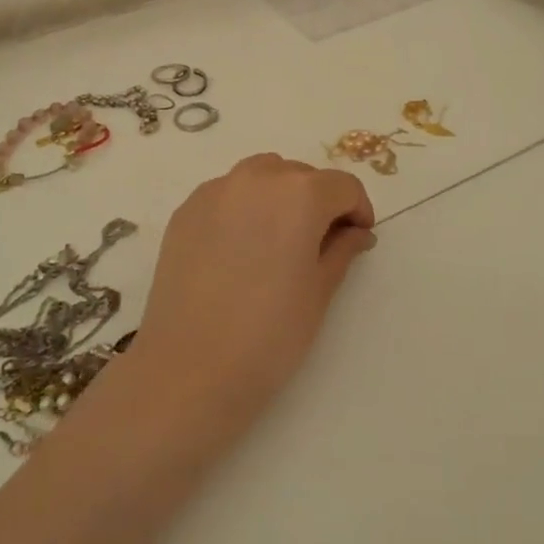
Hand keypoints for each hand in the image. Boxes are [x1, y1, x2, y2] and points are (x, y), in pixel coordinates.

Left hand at [131, 154, 375, 422]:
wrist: (189, 368)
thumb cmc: (269, 334)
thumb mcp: (319, 292)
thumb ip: (342, 250)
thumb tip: (356, 232)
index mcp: (299, 193)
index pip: (343, 185)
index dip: (357, 210)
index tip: (356, 239)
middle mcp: (257, 178)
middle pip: (300, 175)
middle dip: (318, 202)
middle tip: (319, 245)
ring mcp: (215, 191)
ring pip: (261, 176)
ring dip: (279, 196)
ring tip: (277, 241)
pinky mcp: (186, 210)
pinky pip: (227, 194)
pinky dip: (243, 208)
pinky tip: (239, 250)